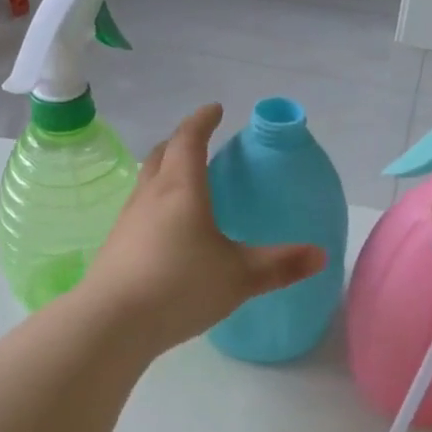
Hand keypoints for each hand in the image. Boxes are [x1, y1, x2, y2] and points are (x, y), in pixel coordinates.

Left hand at [82, 104, 324, 353]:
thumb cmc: (179, 287)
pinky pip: (139, 208)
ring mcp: (128, 219)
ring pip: (147, 181)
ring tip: (185, 182)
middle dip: (180, 141)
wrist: (111, 322)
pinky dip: (156, 201)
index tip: (215, 109)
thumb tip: (320, 254)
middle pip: (161, 154)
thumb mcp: (239, 277)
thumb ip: (281, 265)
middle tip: (198, 141)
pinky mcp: (116, 245)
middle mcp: (150, 195)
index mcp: (181, 189)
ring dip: (165, 170)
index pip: (189, 140)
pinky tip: (167, 228)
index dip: (202, 121)